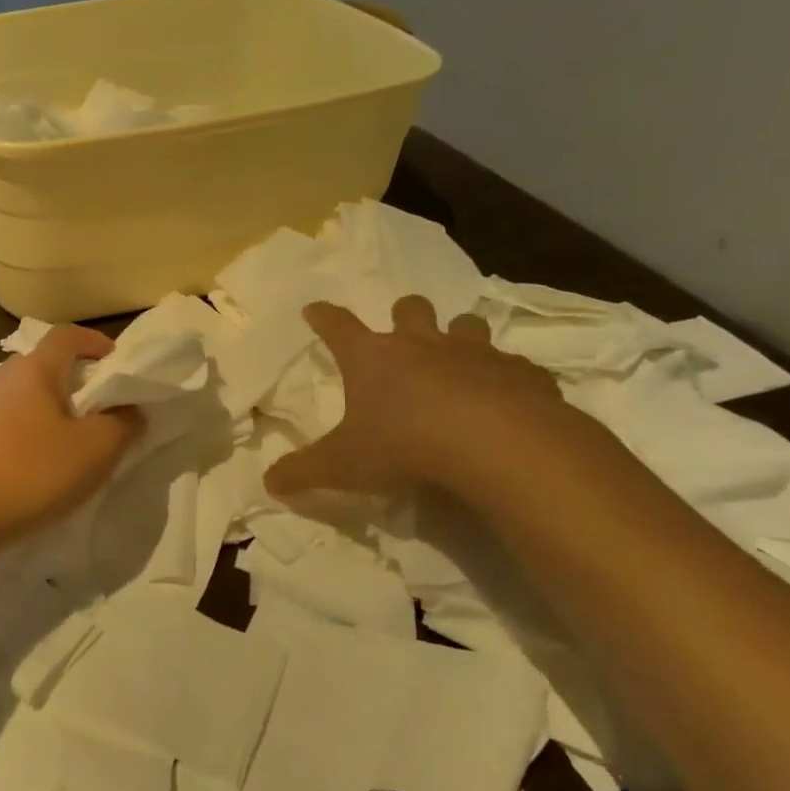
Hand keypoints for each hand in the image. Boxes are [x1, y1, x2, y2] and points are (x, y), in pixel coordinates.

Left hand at [0, 325, 144, 549]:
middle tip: (96, 407)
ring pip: (20, 397)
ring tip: (67, 442)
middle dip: (71, 379)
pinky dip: (24, 434)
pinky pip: (2, 425)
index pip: (66, 336)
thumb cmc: (33, 473)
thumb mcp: (96, 451)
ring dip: (46, 409)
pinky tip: (32, 466)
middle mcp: (0, 380)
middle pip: (41, 365)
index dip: (94, 341)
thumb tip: (129, 410)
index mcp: (34, 371)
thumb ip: (123, 424)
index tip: (114, 360)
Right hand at [266, 295, 583, 499]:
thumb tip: (268, 482)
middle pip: (409, 308)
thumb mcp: (343, 466)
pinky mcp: (521, 373)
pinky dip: (507, 377)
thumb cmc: (406, 445)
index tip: (314, 309)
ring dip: (459, 335)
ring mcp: (474, 353)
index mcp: (371, 358)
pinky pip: (514, 366)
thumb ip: (304, 472)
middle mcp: (421, 344)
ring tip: (458, 358)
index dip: (323, 316)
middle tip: (403, 332)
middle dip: (404, 314)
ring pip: (465, 325)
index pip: (337, 326)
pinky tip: (508, 399)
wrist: (498, 445)